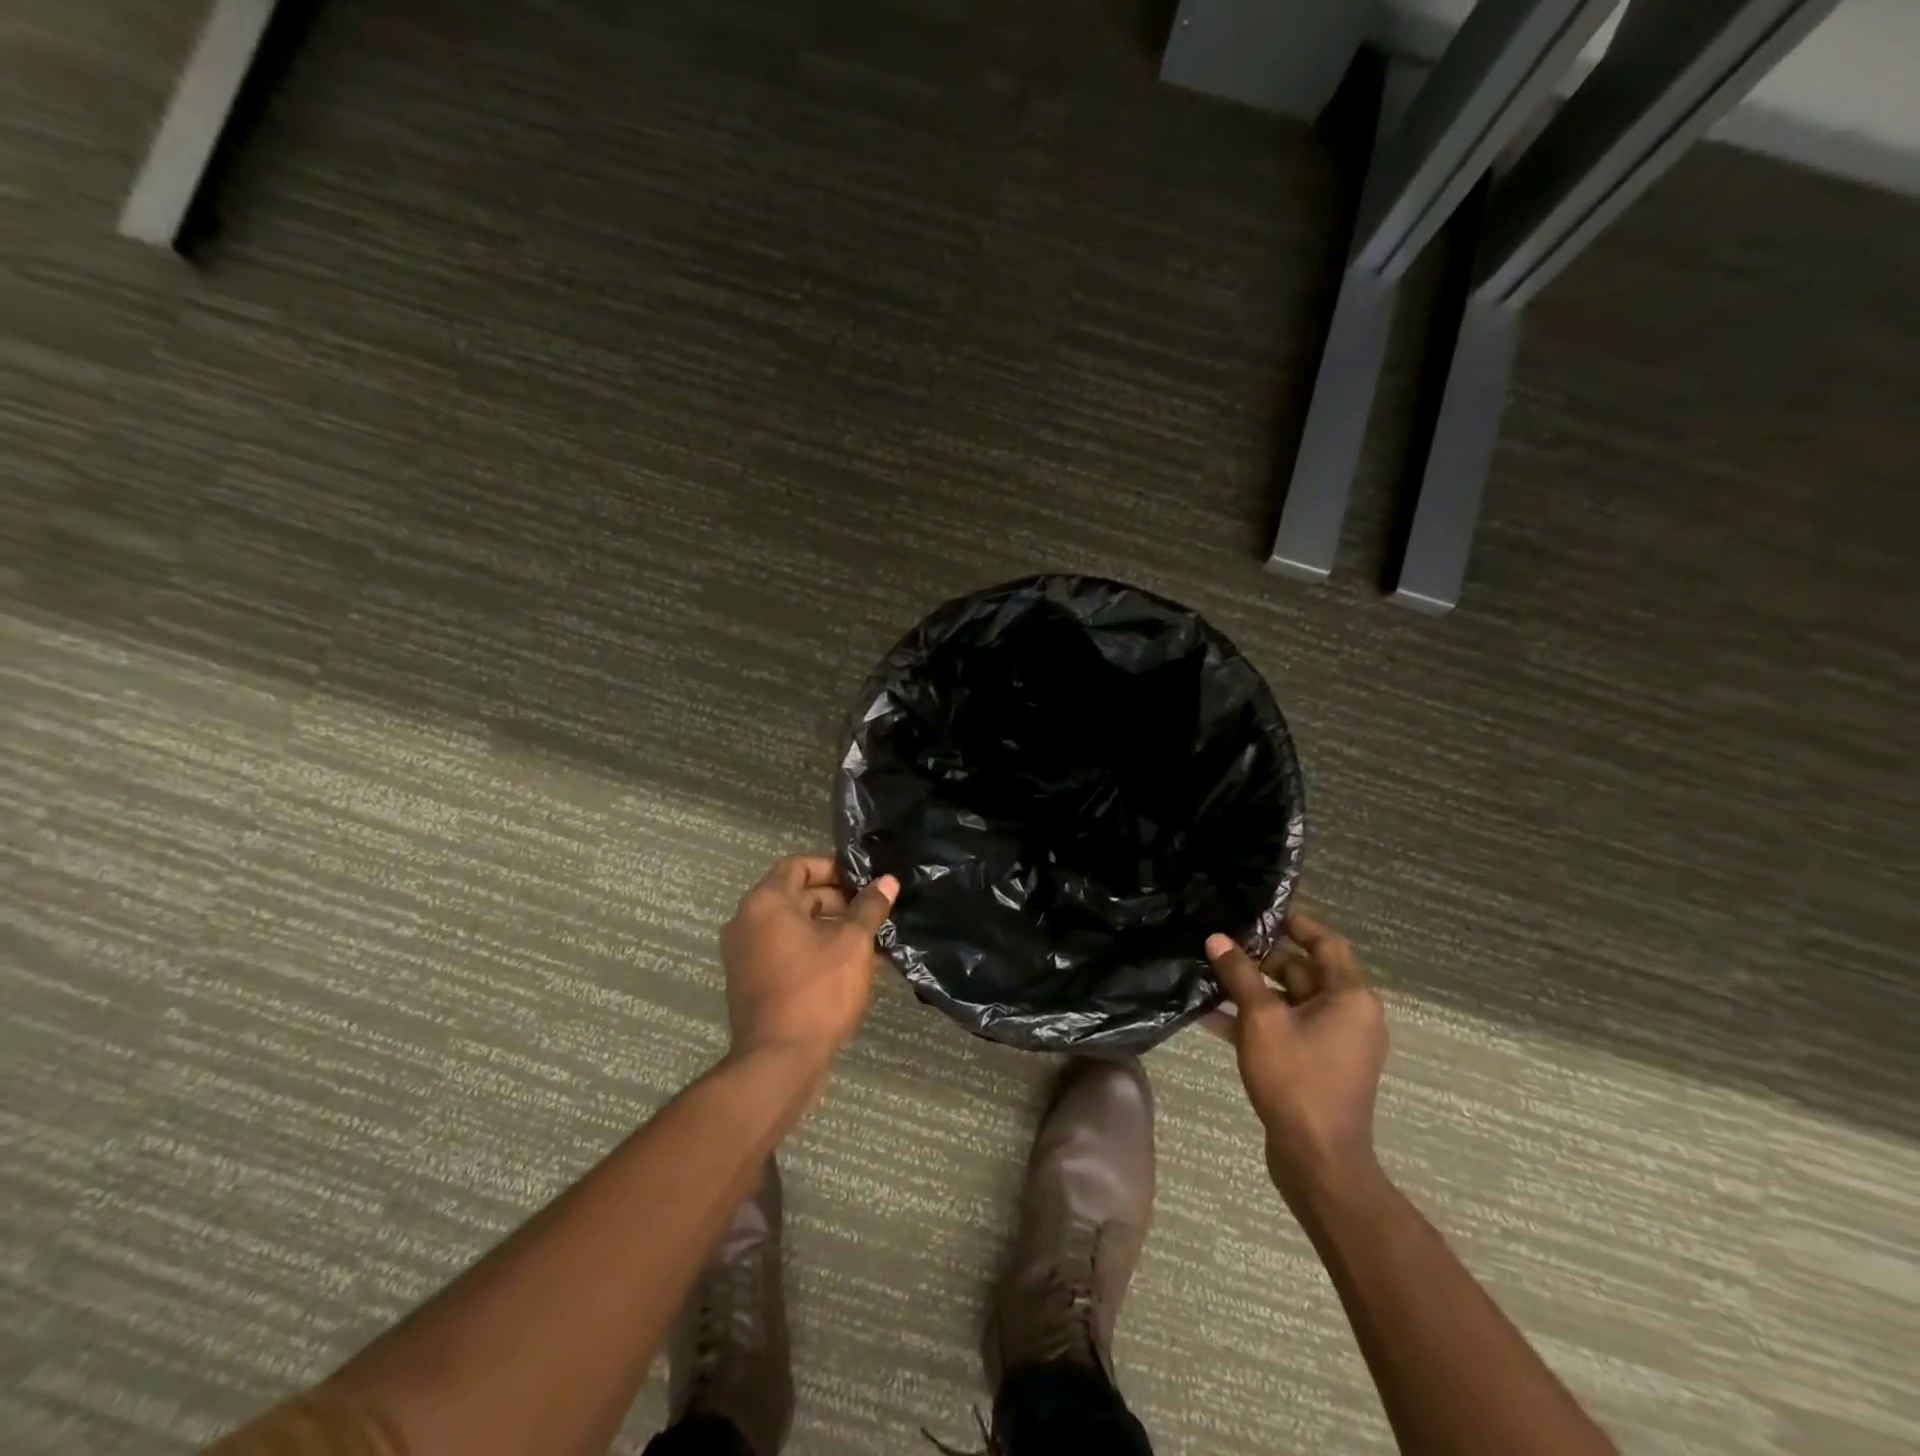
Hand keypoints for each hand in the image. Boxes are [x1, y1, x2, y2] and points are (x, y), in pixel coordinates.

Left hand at [719, 856, 898, 1071]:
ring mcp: (745, 955)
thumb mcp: (853, 944)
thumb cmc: (817, 991)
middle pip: (795, 895)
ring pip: (793, 927)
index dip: (833, 868)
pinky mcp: (751, 983)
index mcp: (765, 903)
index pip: (798, 865)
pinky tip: (851, 967)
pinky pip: (785, 952)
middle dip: (837, 900)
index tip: (864, 881)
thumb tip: (887, 881)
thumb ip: (870, 908)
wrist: (778, 1062)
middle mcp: (746, 922)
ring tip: (870, 941)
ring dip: (830, 928)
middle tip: (873, 912)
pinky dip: (814, 951)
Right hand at [1205, 911, 1388, 1201]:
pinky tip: (1212, 1016)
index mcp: (1350, 997)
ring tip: (1210, 975)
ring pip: (1290, 1001)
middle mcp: (1350, 1014)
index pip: (1326, 943)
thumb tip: (1218, 939)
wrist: (1318, 1160)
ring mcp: (1335, 1042)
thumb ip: (1239, 975)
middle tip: (1221, 945)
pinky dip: (1256, 1020)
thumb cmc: (1297, 1079)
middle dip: (1261, 958)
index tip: (1258, 913)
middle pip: (1304, 971)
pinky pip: (1286, 1028)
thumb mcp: (1261, 1020)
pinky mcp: (1317, 1065)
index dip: (1295, 924)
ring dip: (1253, 990)